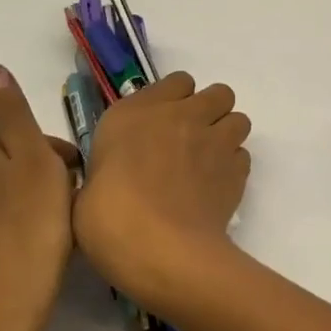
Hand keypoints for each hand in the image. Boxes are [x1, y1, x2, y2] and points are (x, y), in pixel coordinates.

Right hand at [74, 72, 250, 306]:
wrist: (162, 249)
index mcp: (134, 113)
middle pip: (218, 94)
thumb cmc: (109, 219)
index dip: (175, 99)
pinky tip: (216, 188)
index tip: (163, 124)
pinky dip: (234, 167)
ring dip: (227, 136)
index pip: (176, 81)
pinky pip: (243, 156)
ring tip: (209, 163)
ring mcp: (214, 141)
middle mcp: (180, 116)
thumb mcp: (86, 189)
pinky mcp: (237, 170)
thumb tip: (111, 178)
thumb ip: (106, 170)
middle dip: (211, 111)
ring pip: (239, 120)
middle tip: (193, 141)